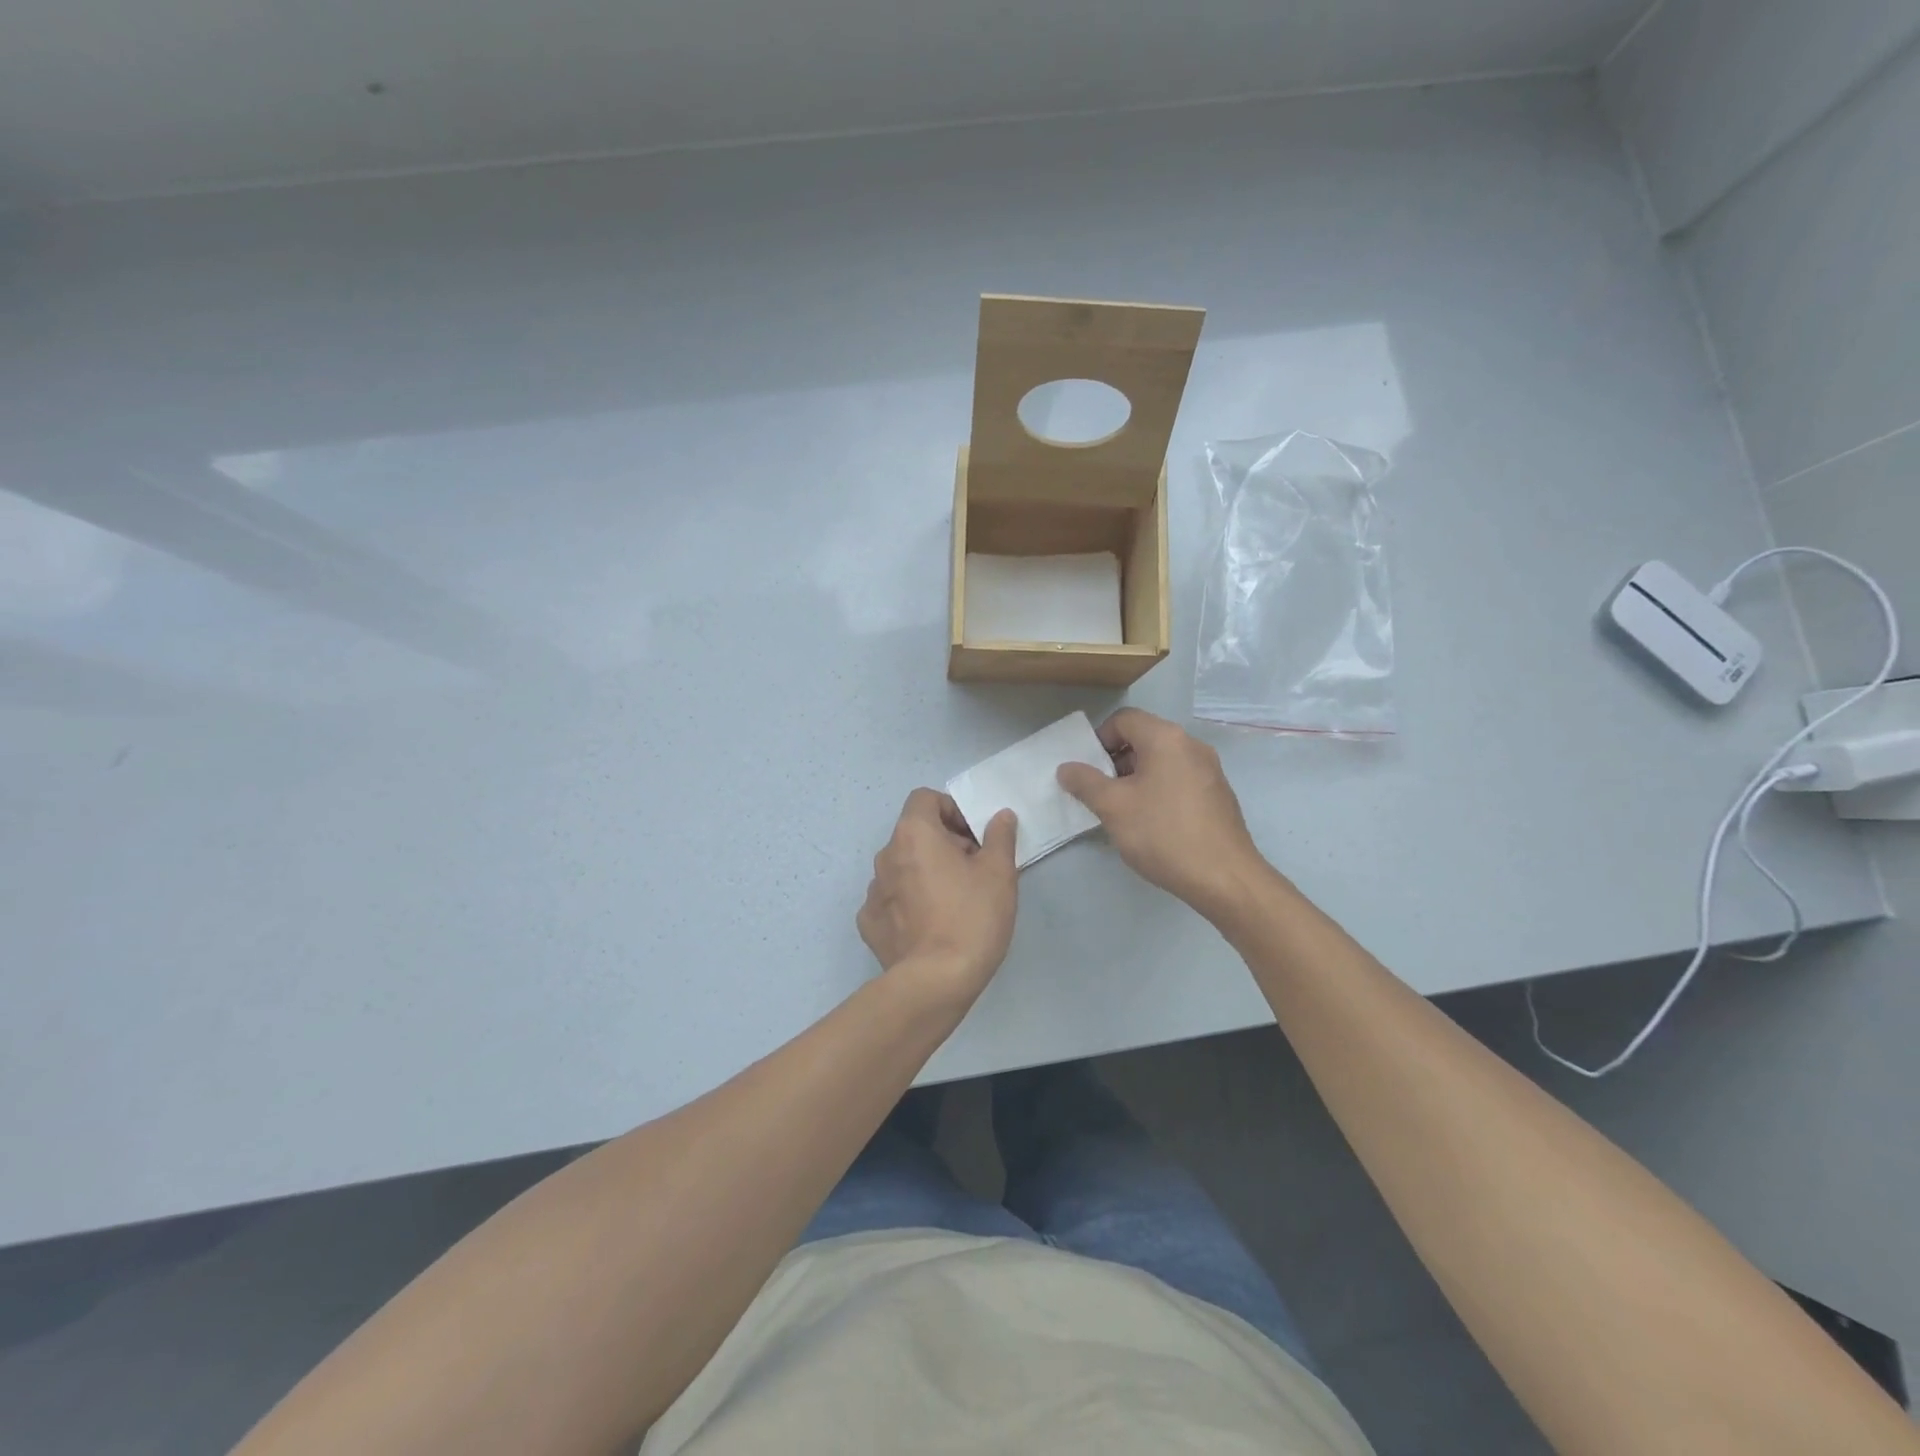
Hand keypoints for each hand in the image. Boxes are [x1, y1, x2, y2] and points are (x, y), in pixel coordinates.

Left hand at [858, 789, 1017, 1004]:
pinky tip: (929, 924)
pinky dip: (908, 902)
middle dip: (943, 843)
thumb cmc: (972, 917)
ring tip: (953, 901)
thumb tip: (1000, 816)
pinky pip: (891, 899)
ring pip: (903, 867)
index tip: (973, 837)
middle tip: (972, 870)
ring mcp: (873, 891)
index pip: (925, 798)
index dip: (951, 810)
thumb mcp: (999, 873)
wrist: (936, 981)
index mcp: (913, 834)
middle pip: (914, 833)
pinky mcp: (869, 922)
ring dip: (925, 872)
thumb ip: (999, 837)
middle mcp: (885, 855)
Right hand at [1056, 708, 1274, 920]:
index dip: (1099, 740)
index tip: (1088, 771)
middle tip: (1101, 793)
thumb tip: (1067, 768)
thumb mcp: (1113, 807)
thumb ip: (1085, 782)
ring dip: (1136, 778)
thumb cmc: (1163, 834)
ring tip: (1124, 812)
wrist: (1224, 878)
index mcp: (1166, 738)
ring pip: (1161, 761)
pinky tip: (1153, 824)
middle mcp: (1191, 745)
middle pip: (1143, 738)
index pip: (1123, 719)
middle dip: (1115, 761)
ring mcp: (1210, 770)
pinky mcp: (1218, 794)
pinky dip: (1159, 791)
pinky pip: (1179, 780)